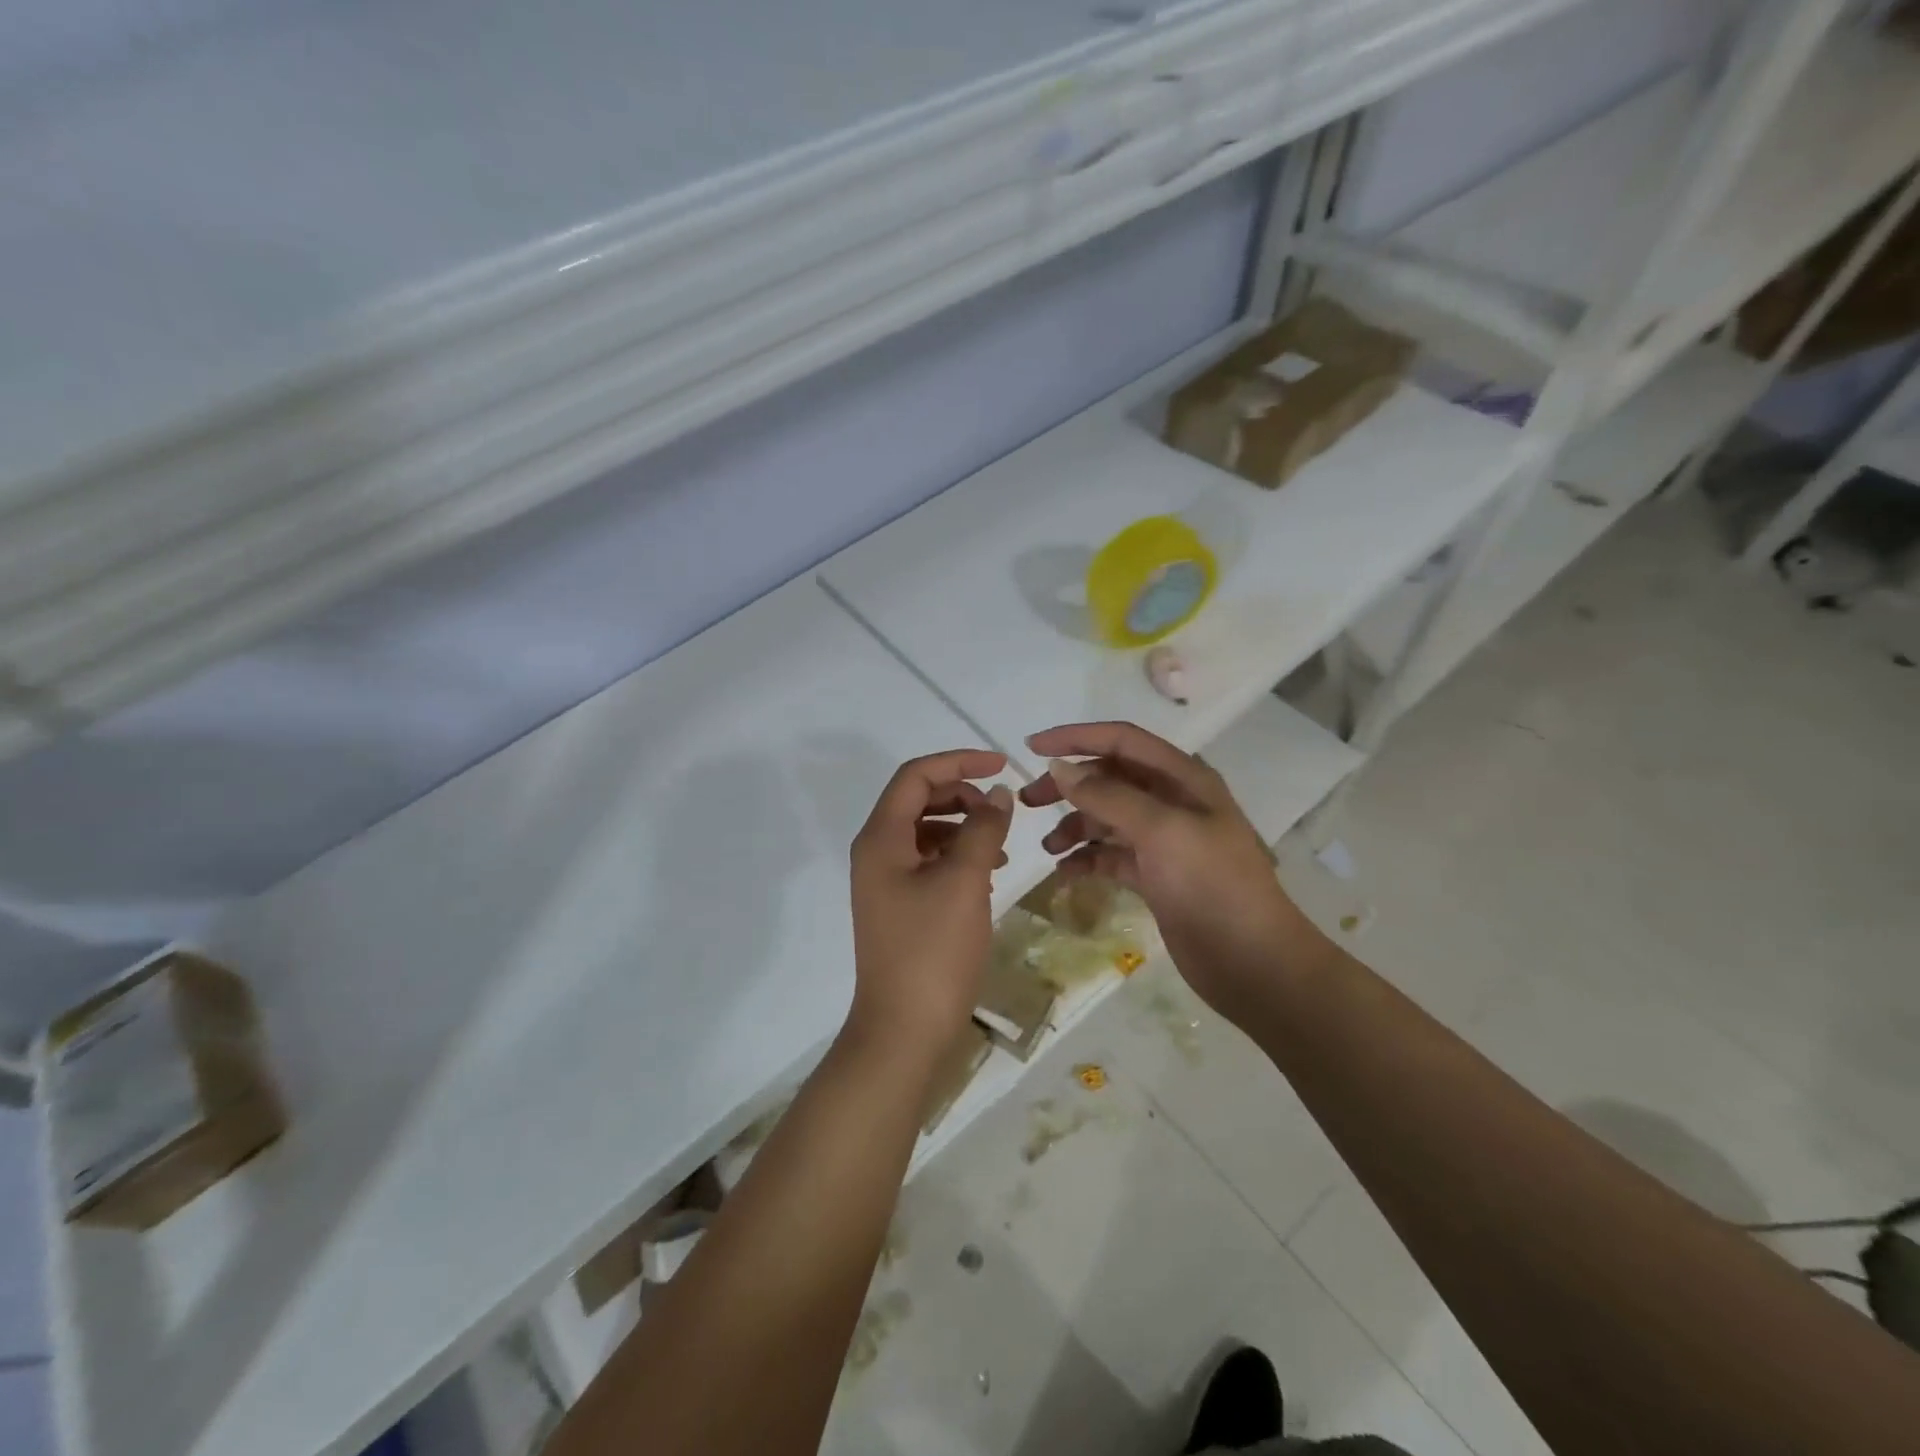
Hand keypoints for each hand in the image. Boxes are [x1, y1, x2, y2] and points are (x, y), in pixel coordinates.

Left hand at [847, 749, 1013, 1061]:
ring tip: (1002, 846)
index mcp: (881, 838)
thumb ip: (983, 829)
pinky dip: (958, 856)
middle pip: (918, 800)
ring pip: (926, 831)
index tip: (1002, 765)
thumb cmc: (933, 951)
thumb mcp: (965, 881)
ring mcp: (885, 881)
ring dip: (963, 827)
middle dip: (962, 794)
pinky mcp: (899, 906)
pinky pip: (929, 862)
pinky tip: (988, 872)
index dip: (958, 761)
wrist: (904, 1030)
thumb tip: (997, 793)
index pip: (916, 776)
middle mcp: (876, 852)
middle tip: (1002, 809)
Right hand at [1018, 721, 1319, 1024]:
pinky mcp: (1155, 877)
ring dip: (1074, 826)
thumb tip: (1059, 768)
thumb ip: (1108, 796)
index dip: (1076, 738)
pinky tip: (1066, 872)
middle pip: (1109, 779)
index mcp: (1182, 778)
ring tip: (1048, 849)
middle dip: (1068, 786)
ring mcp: (1164, 841)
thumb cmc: (1212, 885)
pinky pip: (1111, 856)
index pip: (1121, 741)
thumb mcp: (1161, 831)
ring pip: (1107, 819)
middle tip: (1027, 803)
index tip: (1031, 748)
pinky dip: (1087, 859)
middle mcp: (1172, 802)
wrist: (1253, 962)